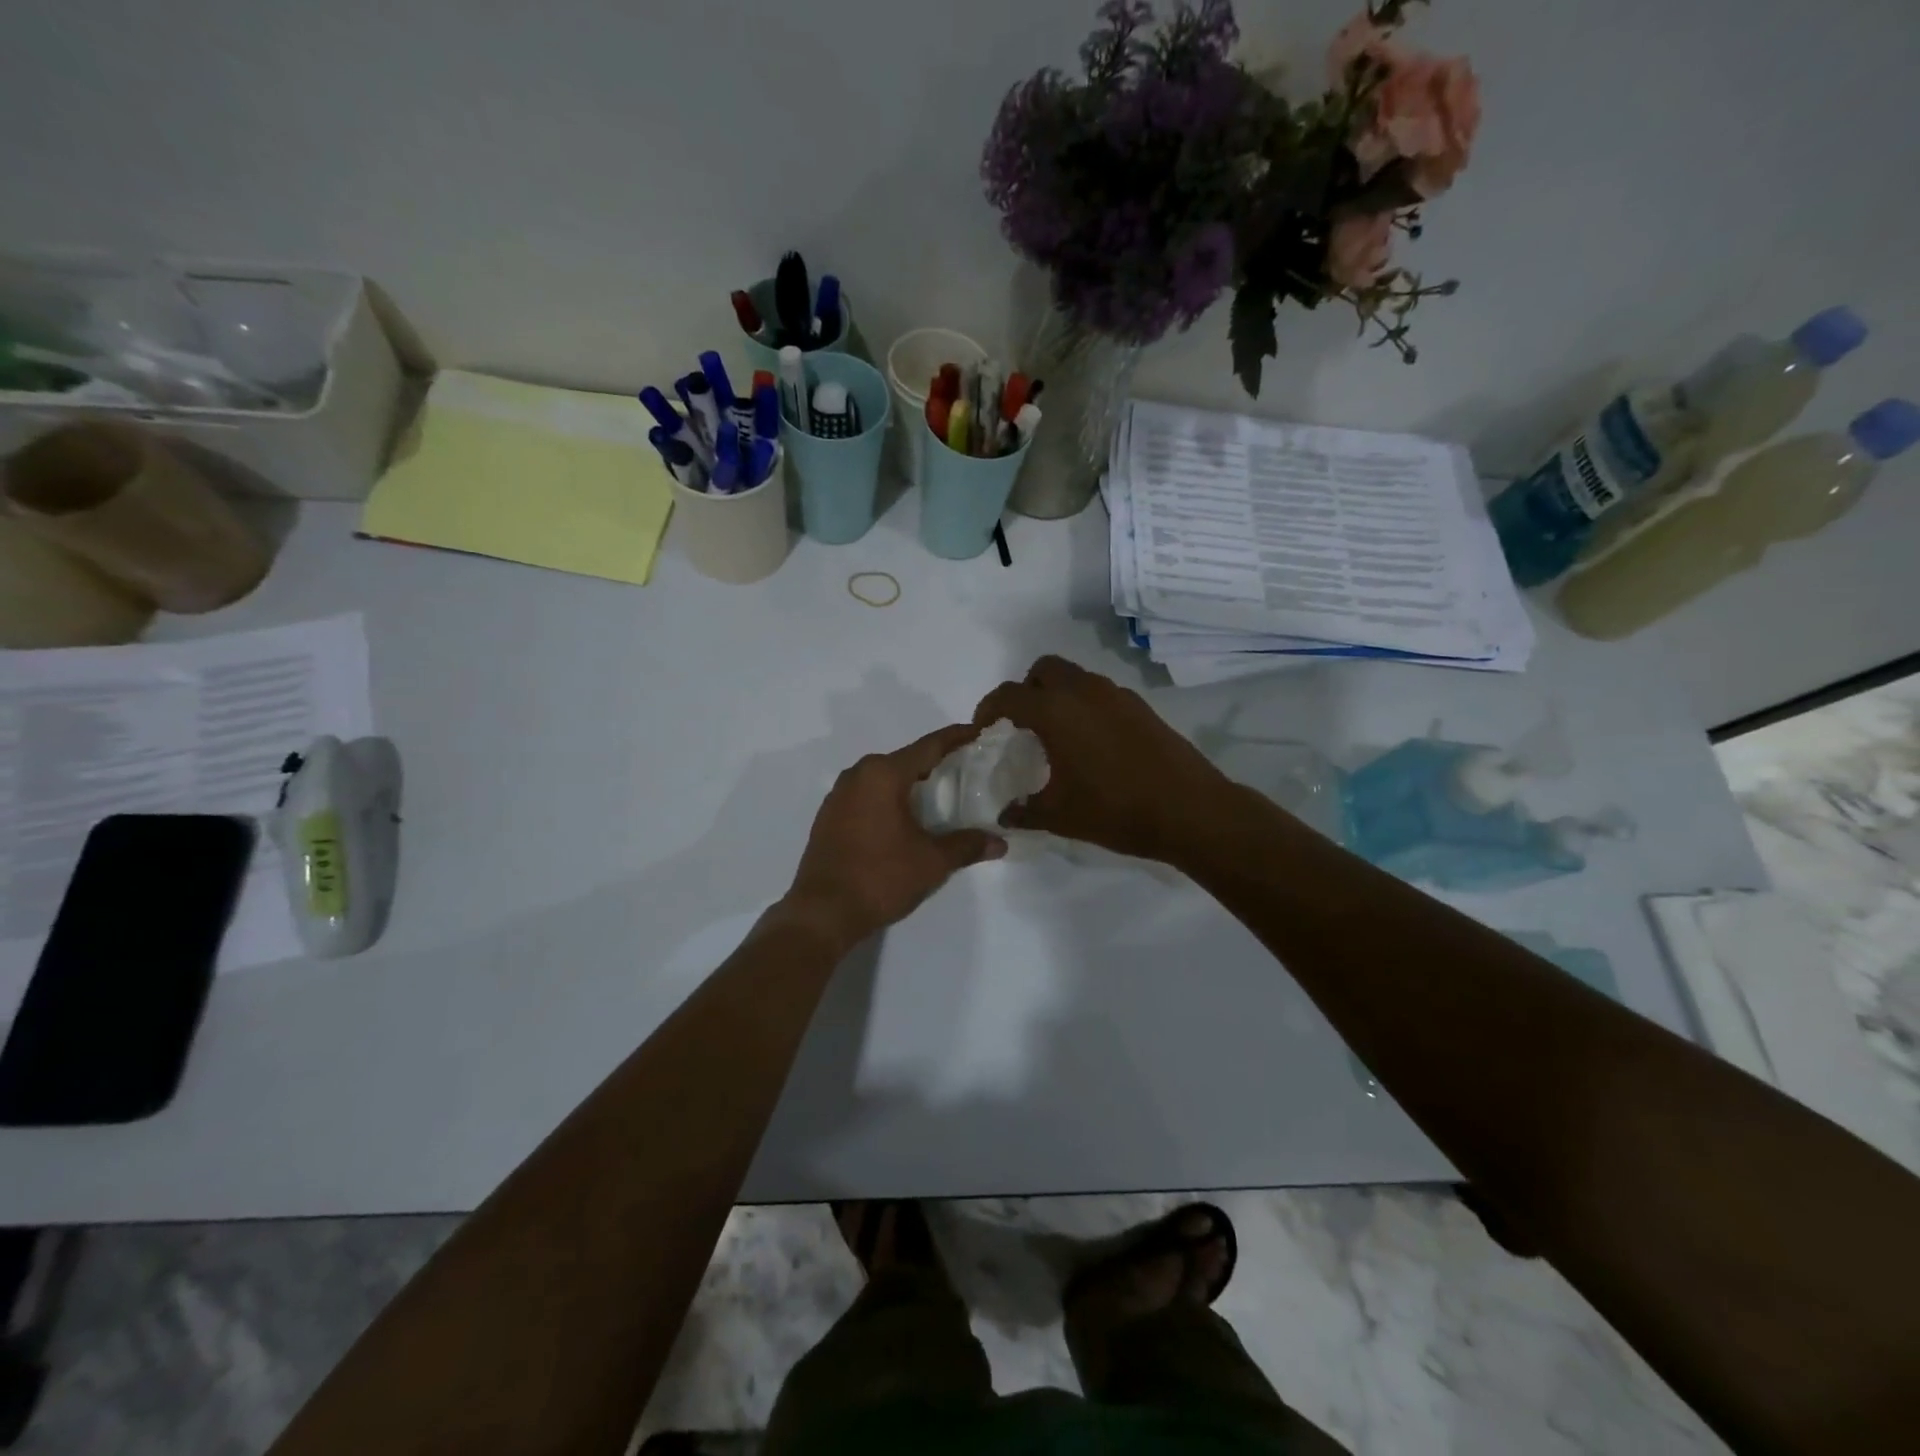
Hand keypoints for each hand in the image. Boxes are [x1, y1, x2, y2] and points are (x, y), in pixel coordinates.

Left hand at [783, 725, 1006, 948]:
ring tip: (939, 794)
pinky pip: (867, 795)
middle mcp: (858, 775)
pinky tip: (905, 817)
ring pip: (883, 778)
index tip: (977, 731)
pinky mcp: (829, 816)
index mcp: (883, 774)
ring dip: (910, 782)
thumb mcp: (932, 862)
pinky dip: (889, 798)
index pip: (928, 746)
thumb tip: (1000, 842)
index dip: (956, 738)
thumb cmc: (880, 877)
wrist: (823, 911)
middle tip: (965, 770)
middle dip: (935, 763)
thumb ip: (966, 845)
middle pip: (905, 759)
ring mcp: (839, 795)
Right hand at [973, 656, 1231, 862]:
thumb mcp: (1059, 816)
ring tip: (1056, 736)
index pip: (1008, 695)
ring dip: (1057, 696)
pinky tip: (1090, 744)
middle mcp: (1083, 691)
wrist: (1189, 810)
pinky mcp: (1140, 707)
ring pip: (1075, 677)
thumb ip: (1024, 811)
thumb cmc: (1115, 810)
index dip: (988, 709)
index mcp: (1055, 711)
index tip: (983, 730)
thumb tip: (1005, 814)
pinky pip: (1099, 693)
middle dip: (1026, 690)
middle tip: (1022, 725)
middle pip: (1043, 669)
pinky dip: (1084, 706)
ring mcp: (1116, 695)